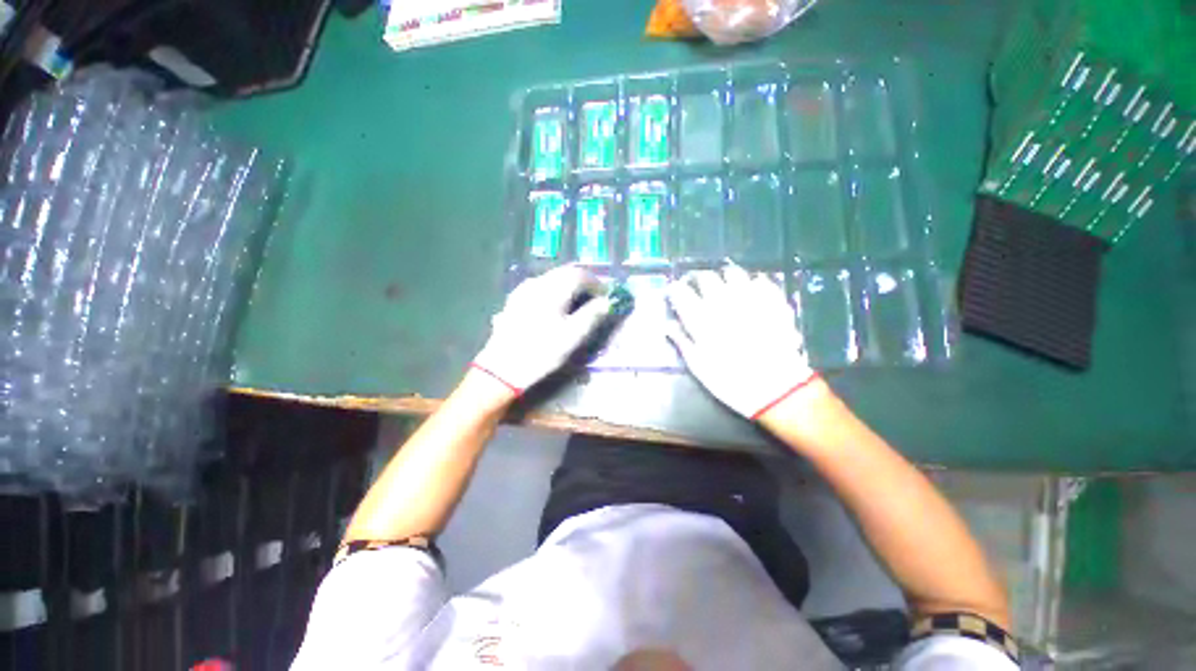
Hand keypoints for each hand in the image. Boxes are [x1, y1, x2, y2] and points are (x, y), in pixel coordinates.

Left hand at [472, 266, 611, 393]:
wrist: (502, 368)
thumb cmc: (542, 352)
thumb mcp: (573, 336)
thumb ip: (592, 315)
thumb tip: (608, 301)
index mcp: (553, 289)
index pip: (580, 274)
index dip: (597, 283)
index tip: (606, 295)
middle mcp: (537, 282)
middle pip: (565, 272)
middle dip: (583, 282)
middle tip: (595, 297)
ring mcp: (523, 290)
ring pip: (552, 278)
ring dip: (569, 285)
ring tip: (578, 302)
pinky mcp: (515, 299)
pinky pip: (541, 286)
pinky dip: (555, 290)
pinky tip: (556, 306)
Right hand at [666, 264, 816, 418]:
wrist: (777, 389)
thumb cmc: (730, 380)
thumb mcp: (698, 366)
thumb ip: (682, 341)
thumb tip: (667, 326)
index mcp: (701, 318)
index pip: (681, 292)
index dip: (675, 289)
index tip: (674, 292)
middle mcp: (723, 302)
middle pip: (706, 277)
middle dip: (698, 279)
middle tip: (697, 287)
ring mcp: (750, 299)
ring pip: (733, 273)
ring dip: (724, 277)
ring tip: (723, 286)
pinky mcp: (773, 302)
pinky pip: (761, 281)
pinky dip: (752, 283)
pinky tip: (750, 292)